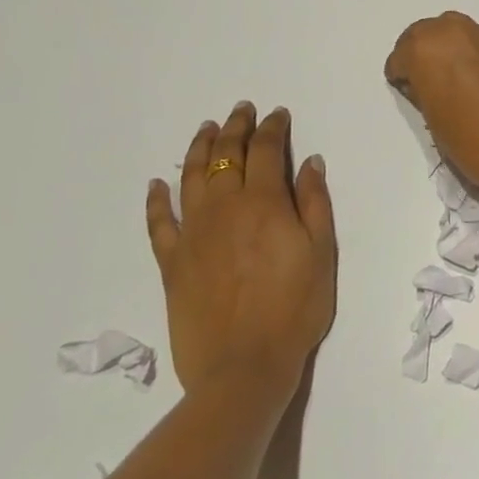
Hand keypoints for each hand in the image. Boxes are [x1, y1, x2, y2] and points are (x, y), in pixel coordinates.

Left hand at [145, 104, 336, 395]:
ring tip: (206, 130)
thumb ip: (315, 203)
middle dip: (236, 128)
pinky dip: (157, 200)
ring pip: (192, 178)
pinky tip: (157, 185)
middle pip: (227, 155)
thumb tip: (308, 162)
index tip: (278, 115)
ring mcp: (193, 234)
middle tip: (241, 110)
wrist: (244, 367)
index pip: (266, 150)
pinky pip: (159, 223)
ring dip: (199, 149)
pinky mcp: (172, 262)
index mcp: (265, 203)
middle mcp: (225, 208)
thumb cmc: (295, 309)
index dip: (272, 128)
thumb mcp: (322, 253)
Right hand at [385, 11, 478, 210]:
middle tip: (425, 86)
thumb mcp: (433, 120)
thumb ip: (423, 92)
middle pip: (424, 34)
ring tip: (449, 83)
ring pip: (450, 33)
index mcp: (425, 48)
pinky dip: (466, 54)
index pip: (400, 56)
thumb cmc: (473, 142)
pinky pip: (473, 42)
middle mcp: (451, 30)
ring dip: (444, 51)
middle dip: (420, 55)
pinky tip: (472, 81)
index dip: (402, 77)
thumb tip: (425, 84)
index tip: (410, 94)